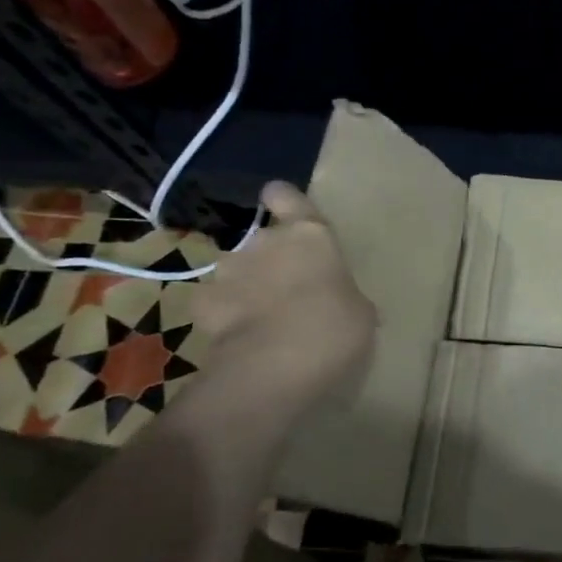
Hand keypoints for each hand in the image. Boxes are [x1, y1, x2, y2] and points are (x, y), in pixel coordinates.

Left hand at [194, 182, 376, 405]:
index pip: (285, 195)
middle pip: (263, 238)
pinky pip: (214, 301)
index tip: (285, 212)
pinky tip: (238, 336)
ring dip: (247, 285)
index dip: (283, 201)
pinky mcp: (202, 304)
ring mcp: (229, 271)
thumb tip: (343, 304)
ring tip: (262, 318)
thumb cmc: (336, 328)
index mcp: (310, 235)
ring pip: (237, 269)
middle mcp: (266, 242)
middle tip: (289, 289)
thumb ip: (344, 295)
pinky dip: (224, 314)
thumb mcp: (359, 311)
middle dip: (271, 259)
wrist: (276, 366)